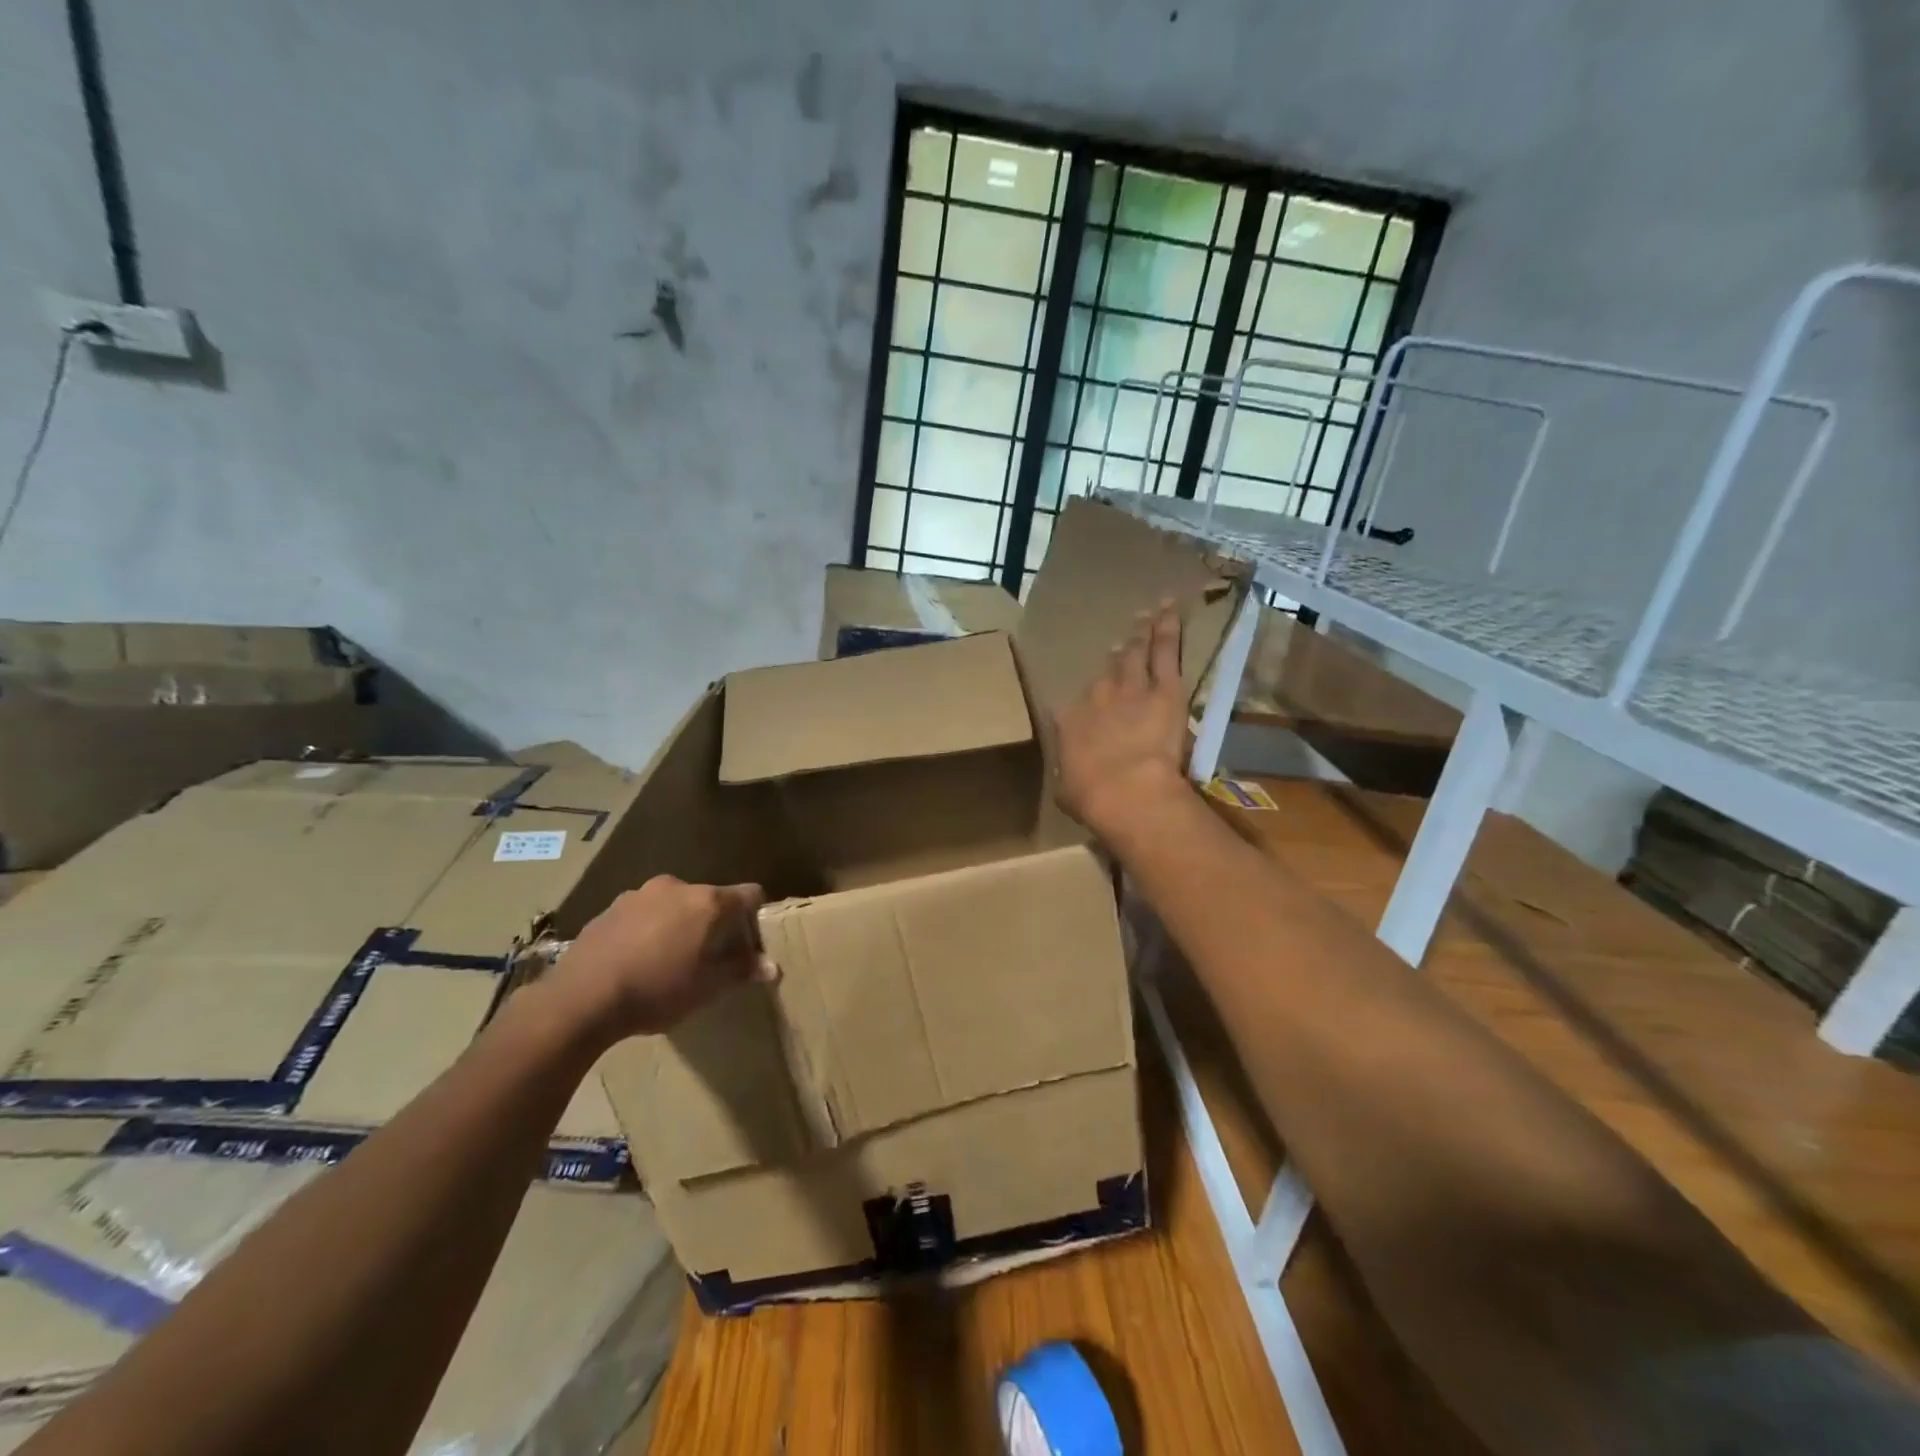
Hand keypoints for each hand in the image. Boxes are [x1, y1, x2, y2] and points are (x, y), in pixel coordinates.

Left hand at [548, 875, 775, 1039]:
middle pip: (709, 899)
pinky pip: (643, 914)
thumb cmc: (657, 990)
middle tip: (708, 957)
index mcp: (708, 901)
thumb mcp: (707, 987)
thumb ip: (741, 970)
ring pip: (673, 905)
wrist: (581, 998)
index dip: (755, 916)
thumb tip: (772, 966)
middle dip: (713, 923)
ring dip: (678, 924)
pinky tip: (636, 960)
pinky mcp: (610, 908)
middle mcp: (677, 887)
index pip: (750, 894)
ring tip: (667, 960)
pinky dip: (648, 930)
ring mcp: (639, 894)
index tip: (749, 942)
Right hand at [1052, 602, 1191, 839]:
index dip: (1082, 703)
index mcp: (1068, 722)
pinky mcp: (1164, 689)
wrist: (1125, 790)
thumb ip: (1068, 776)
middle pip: (1106, 673)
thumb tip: (1069, 778)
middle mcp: (1096, 697)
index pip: (1071, 707)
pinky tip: (1170, 611)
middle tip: (1121, 645)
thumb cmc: (1091, 797)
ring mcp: (1130, 689)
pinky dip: (1167, 630)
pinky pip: (1165, 652)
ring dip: (1140, 633)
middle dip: (1115, 658)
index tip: (1087, 701)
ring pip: (1135, 653)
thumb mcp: (1066, 789)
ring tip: (1147, 615)